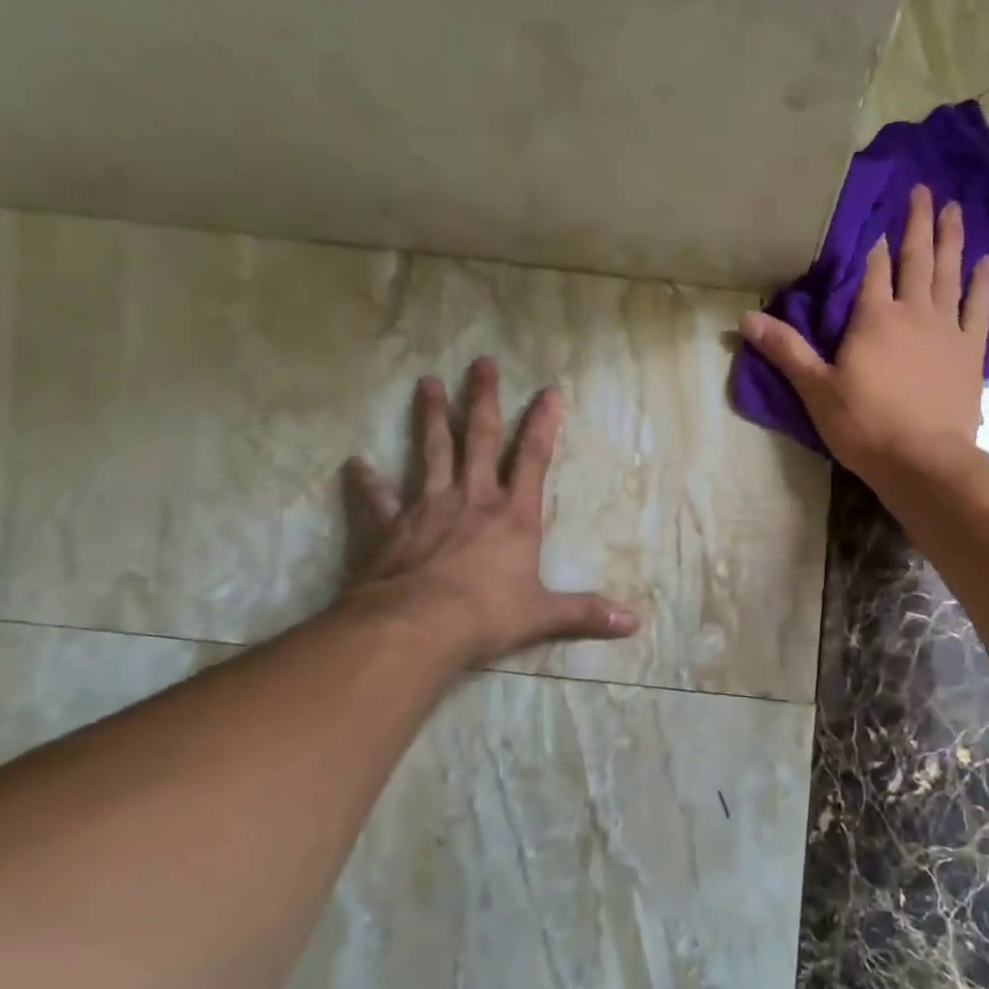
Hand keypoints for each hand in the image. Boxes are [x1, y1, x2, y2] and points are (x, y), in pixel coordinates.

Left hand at [335, 357, 639, 665]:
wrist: (416, 626)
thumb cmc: (486, 615)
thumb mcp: (542, 615)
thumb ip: (585, 613)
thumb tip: (634, 623)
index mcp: (512, 516)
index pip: (532, 458)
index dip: (542, 423)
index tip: (548, 390)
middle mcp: (472, 499)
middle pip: (479, 438)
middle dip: (483, 399)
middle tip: (481, 362)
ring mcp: (427, 507)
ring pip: (431, 451)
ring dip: (431, 416)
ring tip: (427, 382)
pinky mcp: (390, 526)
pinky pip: (376, 498)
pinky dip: (365, 482)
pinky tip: (354, 464)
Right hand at [740, 184, 988, 483]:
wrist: (921, 460)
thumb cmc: (863, 425)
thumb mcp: (815, 389)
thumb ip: (785, 350)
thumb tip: (746, 318)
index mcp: (873, 317)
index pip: (872, 268)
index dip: (873, 242)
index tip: (876, 215)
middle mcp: (913, 311)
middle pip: (915, 258)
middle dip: (917, 222)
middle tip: (923, 188)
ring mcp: (947, 329)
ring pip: (949, 273)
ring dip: (951, 239)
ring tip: (955, 208)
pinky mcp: (970, 351)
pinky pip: (979, 307)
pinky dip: (983, 283)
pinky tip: (987, 261)